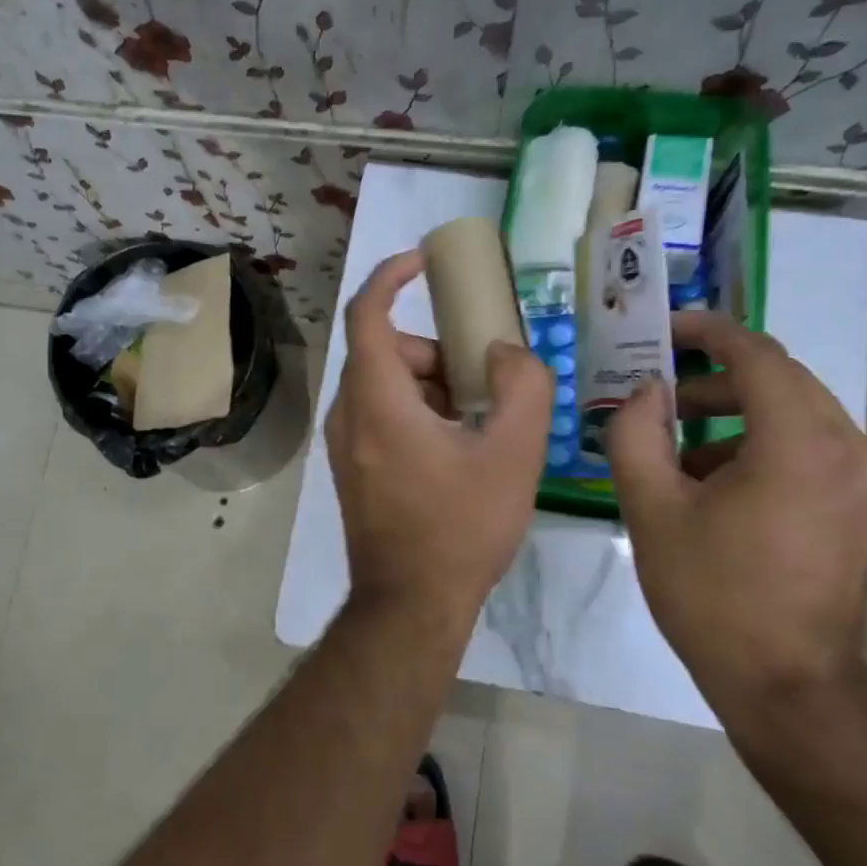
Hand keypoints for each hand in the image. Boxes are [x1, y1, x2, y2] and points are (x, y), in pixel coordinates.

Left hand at [327, 250, 552, 628]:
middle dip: (436, 352)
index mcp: (376, 400)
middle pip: (386, 353)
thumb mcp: (513, 454)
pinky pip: (380, 417)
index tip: (424, 260)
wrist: (411, 605)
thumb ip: (522, 386)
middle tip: (483, 378)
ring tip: (478, 422)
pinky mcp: (351, 470)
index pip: (368, 313)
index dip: (392, 276)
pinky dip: (417, 412)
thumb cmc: (461, 527)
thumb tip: (503, 353)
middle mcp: (348, 415)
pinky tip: (457, 450)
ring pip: (385, 387)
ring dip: (431, 386)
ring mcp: (344, 446)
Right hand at [606, 311, 866, 733]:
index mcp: (800, 444)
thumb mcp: (651, 510)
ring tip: (680, 447)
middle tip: (662, 394)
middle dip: (717, 378)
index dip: (709, 332)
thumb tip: (646, 392)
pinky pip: (814, 447)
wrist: (788, 685)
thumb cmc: (712, 596)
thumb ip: (636, 435)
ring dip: (739, 413)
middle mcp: (850, 448)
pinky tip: (720, 483)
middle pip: (781, 380)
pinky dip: (765, 444)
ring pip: (798, 413)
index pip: (757, 355)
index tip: (668, 328)